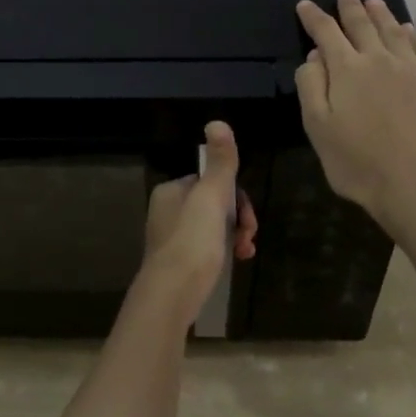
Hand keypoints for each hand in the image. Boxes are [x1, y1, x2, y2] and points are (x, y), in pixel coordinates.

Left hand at [138, 121, 257, 321]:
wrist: (172, 294)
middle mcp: (167, 210)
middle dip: (238, 218)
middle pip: (214, 205)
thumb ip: (220, 163)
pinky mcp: (178, 263)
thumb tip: (217, 123)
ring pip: (213, 227)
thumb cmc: (193, 241)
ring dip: (235, 236)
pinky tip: (237, 262)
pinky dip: (224, 252)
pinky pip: (207, 248)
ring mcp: (171, 238)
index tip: (248, 217)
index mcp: (171, 191)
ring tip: (245, 252)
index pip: (211, 181)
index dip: (236, 196)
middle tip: (248, 237)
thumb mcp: (211, 198)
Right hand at [295, 0, 415, 225]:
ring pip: (394, 31)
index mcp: (347, 69)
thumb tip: (315, 56)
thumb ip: (311, 86)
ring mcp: (413, 68)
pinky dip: (413, 35)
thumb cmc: (357, 161)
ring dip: (381, 14)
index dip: (314, 17)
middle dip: (350, 5)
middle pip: (362, 24)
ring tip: (374, 1)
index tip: (305, 5)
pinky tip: (409, 30)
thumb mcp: (317, 127)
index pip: (326, 33)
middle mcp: (380, 59)